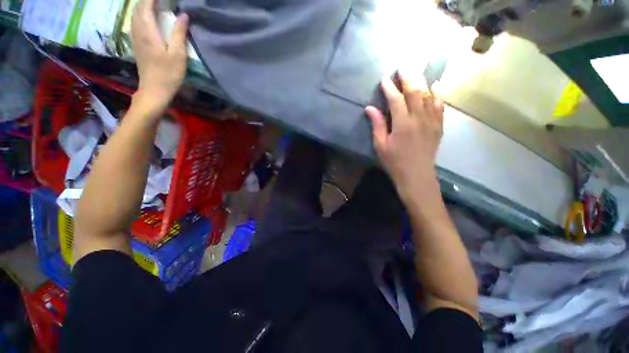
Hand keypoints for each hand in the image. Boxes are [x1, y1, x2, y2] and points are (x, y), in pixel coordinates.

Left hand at [131, 0, 188, 113]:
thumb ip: (179, 33)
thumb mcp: (178, 55)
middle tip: (161, 0)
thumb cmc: (168, 74)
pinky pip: (135, 22)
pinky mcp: (137, 44)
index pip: (145, 5)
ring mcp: (135, 38)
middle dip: (147, 0)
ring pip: (135, 14)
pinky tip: (149, 17)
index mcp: (148, 31)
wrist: (154, 90)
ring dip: (143, 6)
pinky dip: (141, 14)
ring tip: (156, 4)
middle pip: (138, 7)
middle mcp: (138, 31)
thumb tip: (183, 15)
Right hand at [365, 72, 444, 198]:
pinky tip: (437, 84)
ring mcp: (431, 121)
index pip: (396, 100)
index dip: (389, 88)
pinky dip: (438, 93)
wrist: (416, 175)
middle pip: (415, 92)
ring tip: (417, 70)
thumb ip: (377, 125)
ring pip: (429, 95)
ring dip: (422, 81)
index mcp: (402, 124)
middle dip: (408, 77)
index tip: (384, 79)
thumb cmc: (394, 162)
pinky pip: (440, 105)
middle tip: (403, 66)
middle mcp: (418, 119)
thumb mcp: (381, 146)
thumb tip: (369, 108)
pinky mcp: (438, 126)